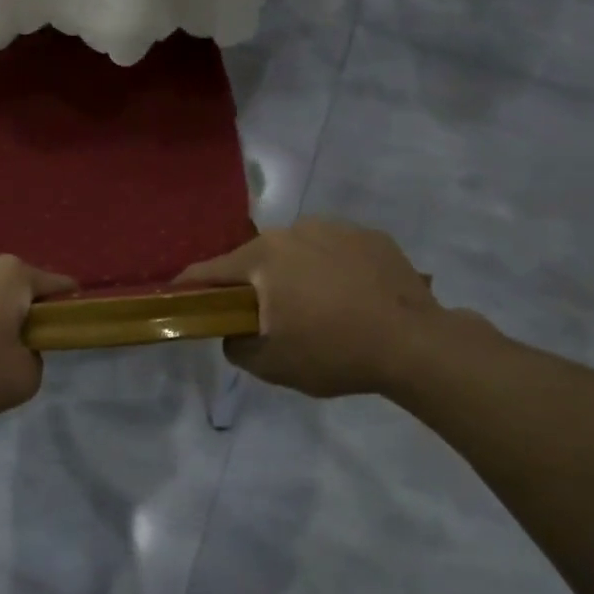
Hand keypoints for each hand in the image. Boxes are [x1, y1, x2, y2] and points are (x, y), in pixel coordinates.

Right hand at [177, 218, 477, 399]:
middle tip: (264, 314)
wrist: (416, 344)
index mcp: (263, 258)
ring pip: (298, 251)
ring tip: (316, 307)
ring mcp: (336, 228)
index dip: (189, 285)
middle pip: (257, 258)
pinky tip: (351, 298)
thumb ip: (236, 346)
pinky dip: (332, 269)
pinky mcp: (371, 236)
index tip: (178, 296)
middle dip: (253, 283)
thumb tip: (232, 331)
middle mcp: (294, 231)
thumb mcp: (272, 365)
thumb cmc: (334, 352)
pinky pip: (336, 251)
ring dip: (295, 273)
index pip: (210, 270)